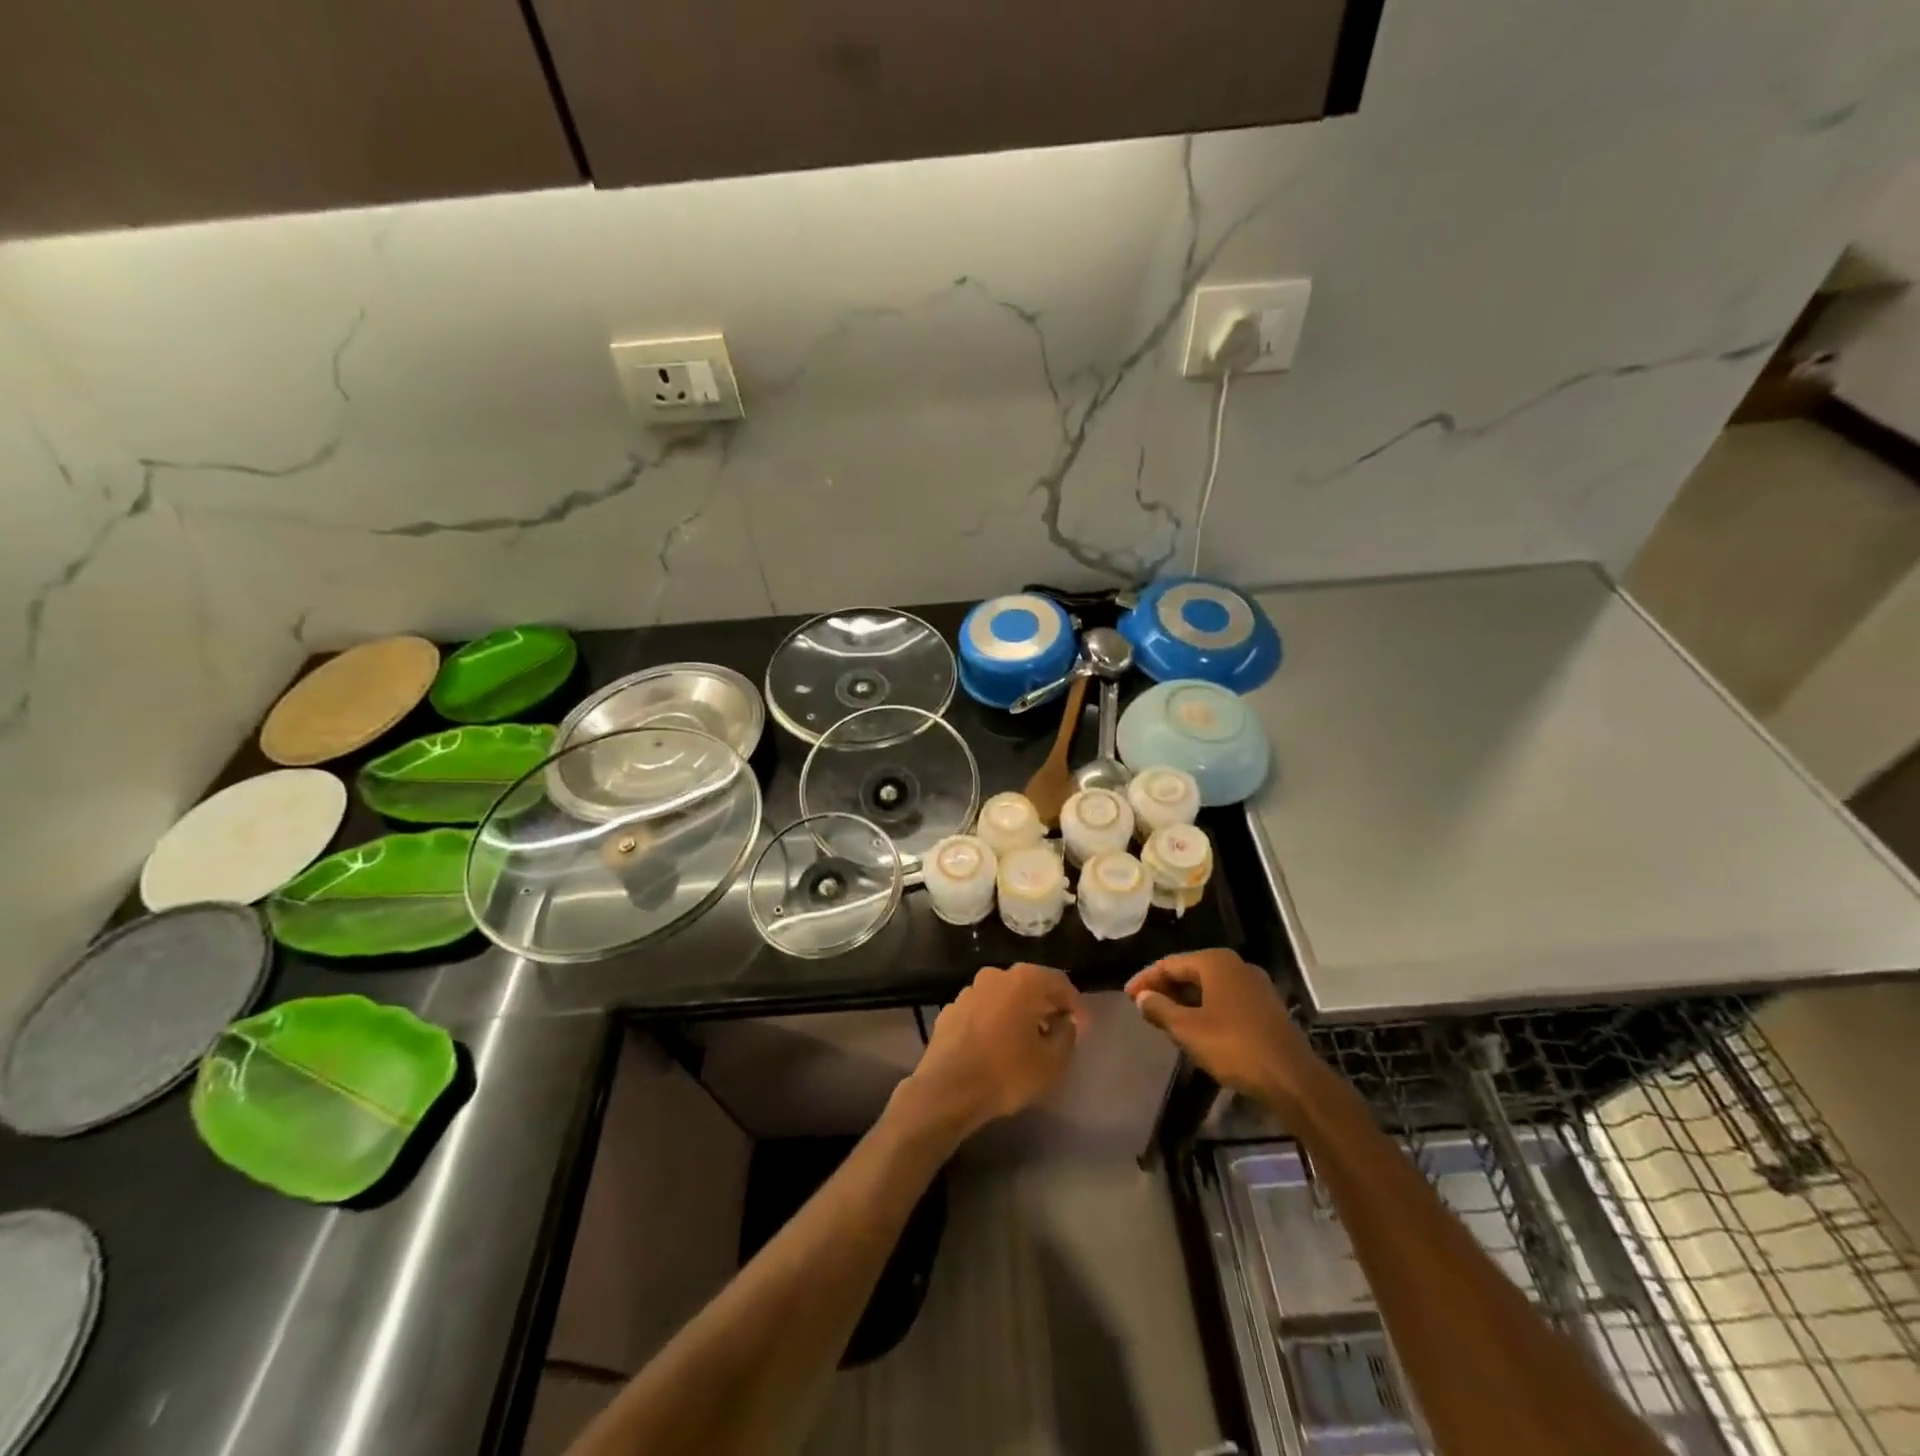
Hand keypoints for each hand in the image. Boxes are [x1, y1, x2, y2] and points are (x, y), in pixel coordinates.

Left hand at [898, 964, 1083, 1139]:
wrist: (947, 1090)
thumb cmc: (1007, 1073)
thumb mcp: (1052, 1061)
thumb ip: (1066, 1035)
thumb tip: (1064, 1022)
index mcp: (1023, 981)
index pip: (1059, 982)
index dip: (1075, 1005)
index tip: (1083, 1028)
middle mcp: (994, 976)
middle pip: (1029, 985)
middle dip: (1045, 1005)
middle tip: (1057, 1030)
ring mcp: (968, 991)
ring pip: (1003, 997)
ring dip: (1018, 1012)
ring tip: (1026, 1040)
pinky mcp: (950, 1010)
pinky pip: (982, 1011)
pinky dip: (994, 1022)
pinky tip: (996, 1046)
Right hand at [1125, 949, 1307, 1100]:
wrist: (1291, 1078)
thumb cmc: (1233, 1046)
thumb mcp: (1187, 1029)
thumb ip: (1160, 1009)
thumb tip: (1143, 997)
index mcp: (1215, 962)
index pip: (1169, 963)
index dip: (1145, 979)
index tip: (1127, 996)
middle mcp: (1236, 966)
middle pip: (1190, 971)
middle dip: (1165, 988)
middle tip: (1144, 1006)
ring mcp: (1255, 986)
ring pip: (1209, 986)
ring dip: (1185, 1000)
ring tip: (1165, 1018)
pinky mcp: (1266, 1007)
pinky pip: (1225, 999)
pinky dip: (1205, 1008)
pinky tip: (1196, 1027)